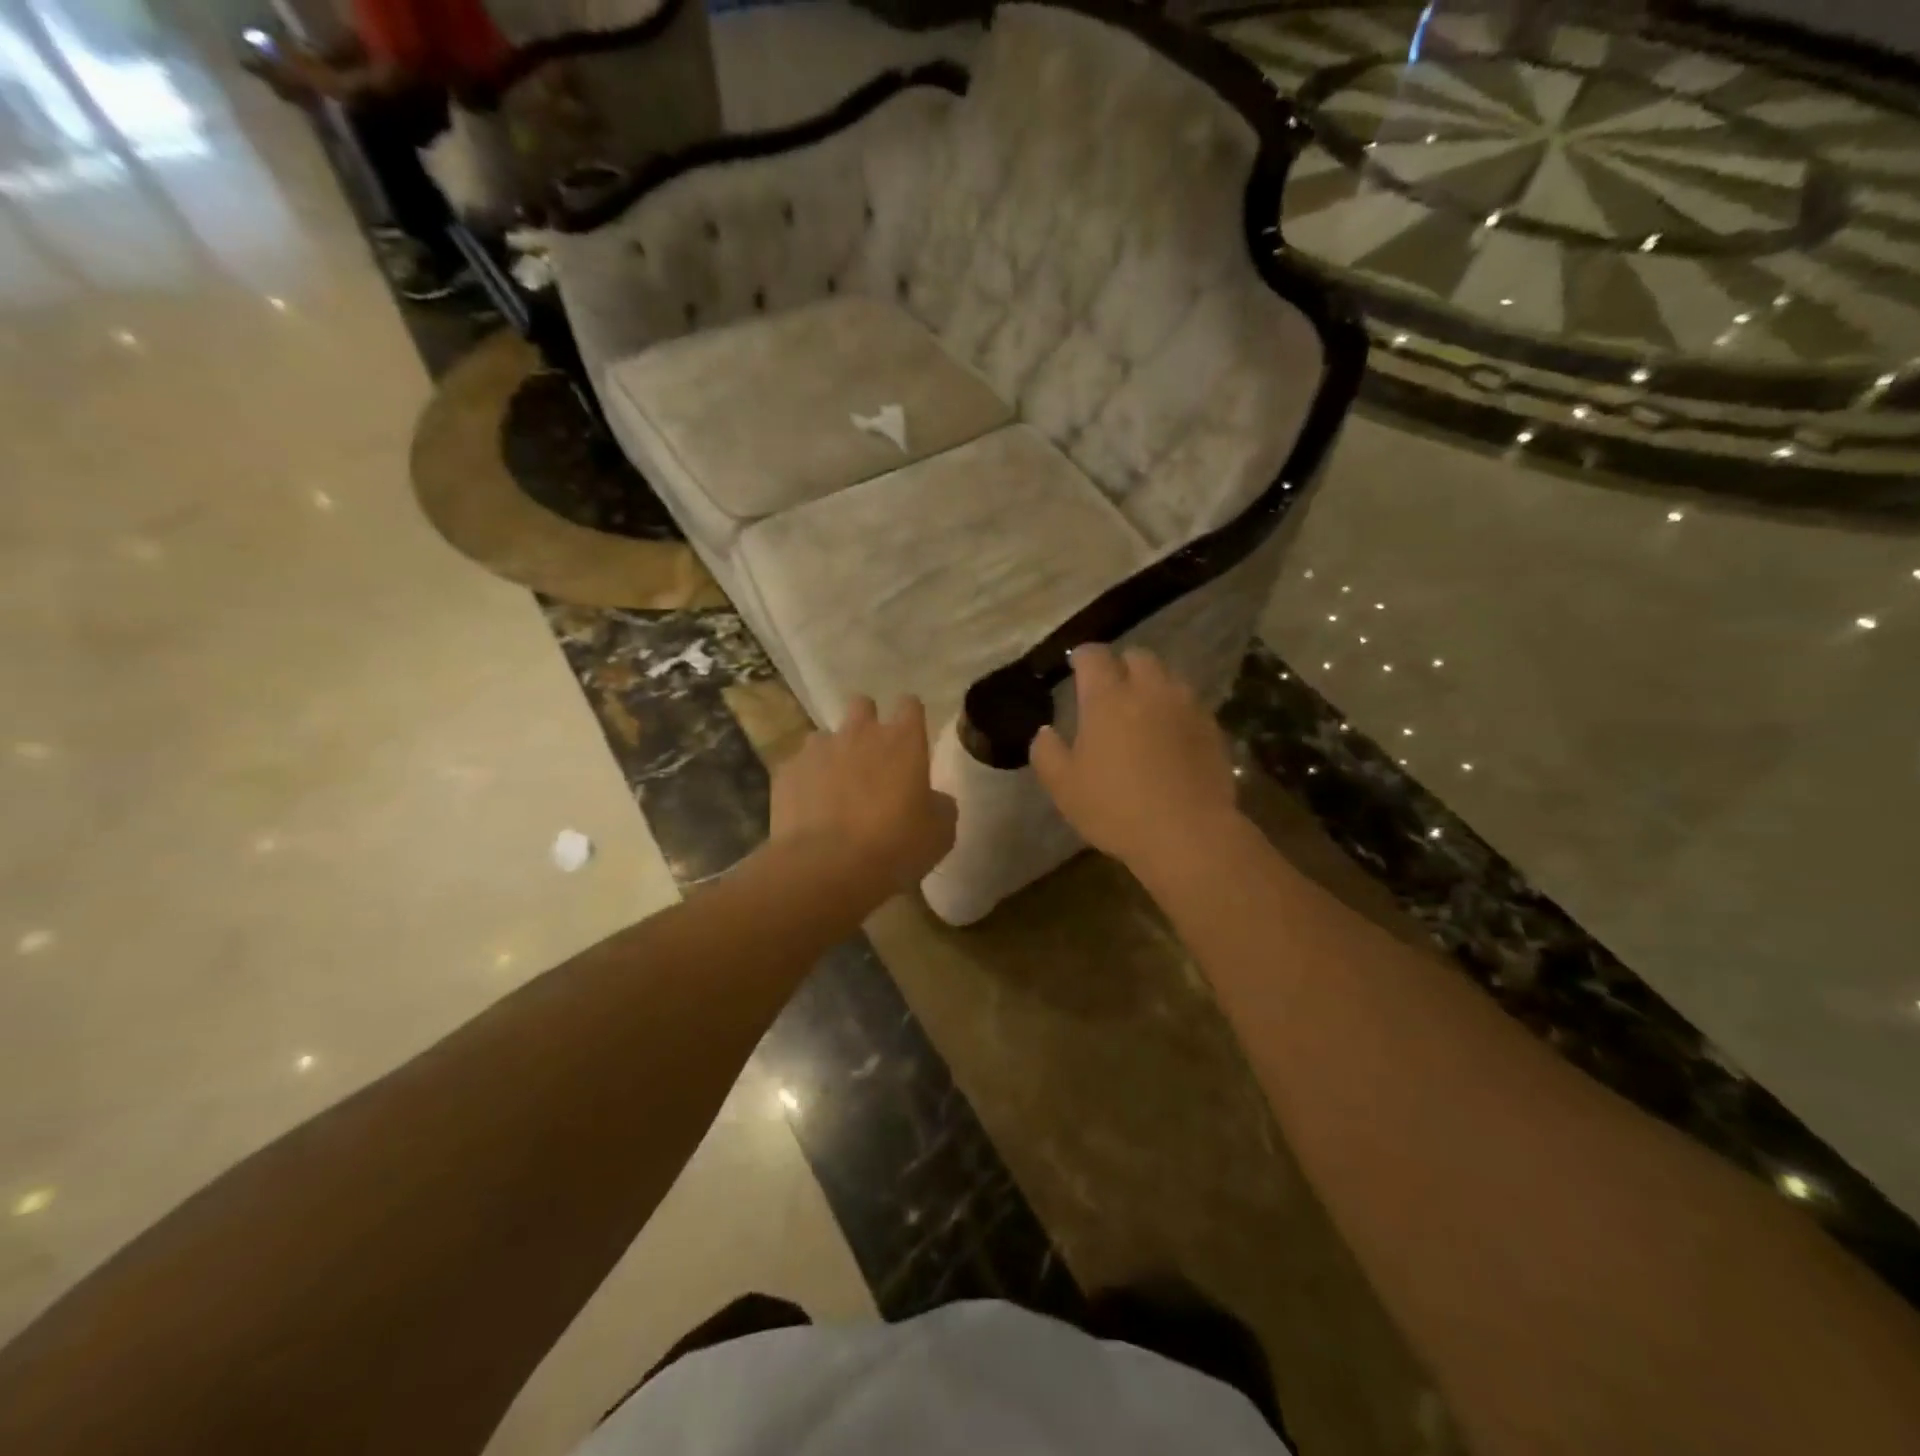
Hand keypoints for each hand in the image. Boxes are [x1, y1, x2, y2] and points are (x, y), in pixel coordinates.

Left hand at [770, 695, 956, 895]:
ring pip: (825, 736)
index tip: (911, 737)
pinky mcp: (787, 771)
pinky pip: (798, 766)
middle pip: (862, 705)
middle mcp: (860, 733)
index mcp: (903, 741)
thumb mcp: (940, 833)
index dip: (910, 717)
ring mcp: (818, 749)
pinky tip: (809, 809)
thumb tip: (934, 799)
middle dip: (867, 723)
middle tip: (871, 757)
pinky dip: (805, 781)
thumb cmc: (895, 846)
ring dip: (833, 754)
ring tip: (835, 788)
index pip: (910, 705)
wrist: (826, 866)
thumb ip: (940, 806)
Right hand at [1030, 645, 1240, 873]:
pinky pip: (1190, 705)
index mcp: (1107, 698)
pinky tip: (1170, 738)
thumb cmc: (1116, 808)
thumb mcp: (1064, 787)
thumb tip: (1046, 731)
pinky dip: (1176, 712)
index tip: (1076, 667)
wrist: (1188, 834)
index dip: (1082, 657)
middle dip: (1121, 666)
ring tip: (1143, 713)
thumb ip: (1047, 752)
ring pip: (1168, 678)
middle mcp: (1149, 690)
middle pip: (1137, 657)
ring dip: (1152, 686)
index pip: (1093, 656)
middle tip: (1111, 691)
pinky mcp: (1212, 728)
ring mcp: (1186, 706)